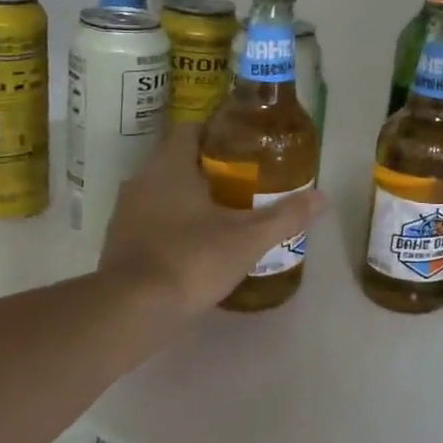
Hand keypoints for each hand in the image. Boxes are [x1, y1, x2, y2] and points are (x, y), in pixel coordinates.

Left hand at [100, 123, 325, 316]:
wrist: (131, 312)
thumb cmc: (191, 259)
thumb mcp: (248, 239)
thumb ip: (285, 216)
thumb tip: (322, 197)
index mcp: (170, 166)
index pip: (190, 129)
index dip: (217, 132)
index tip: (245, 145)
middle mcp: (142, 180)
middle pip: (178, 160)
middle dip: (210, 167)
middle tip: (247, 180)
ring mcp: (126, 213)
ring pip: (163, 191)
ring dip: (190, 197)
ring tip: (227, 211)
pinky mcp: (120, 243)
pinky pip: (152, 220)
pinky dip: (174, 223)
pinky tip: (199, 243)